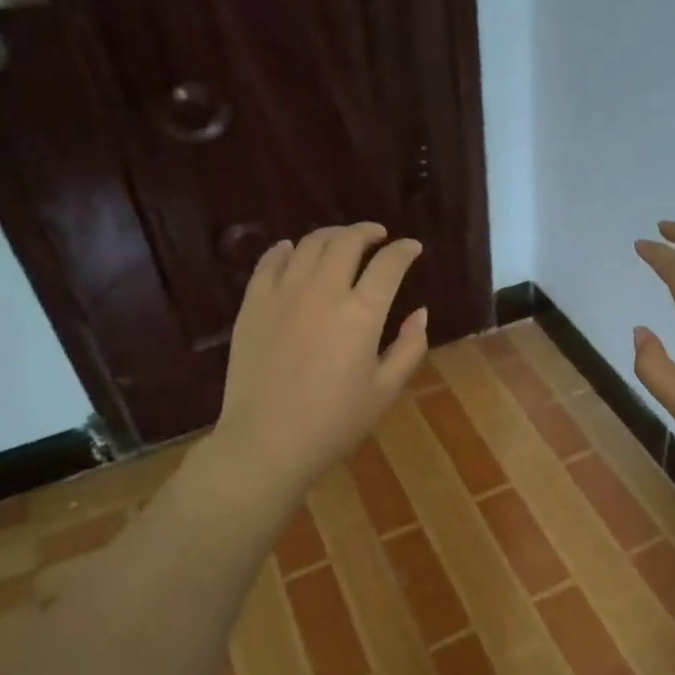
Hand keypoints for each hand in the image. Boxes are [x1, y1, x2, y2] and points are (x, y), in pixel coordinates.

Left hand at [206, 223, 427, 500]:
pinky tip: (293, 251)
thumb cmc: (335, 422)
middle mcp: (324, 291)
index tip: (412, 248)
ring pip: (310, 244)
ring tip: (341, 241)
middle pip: (347, 242)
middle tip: (378, 236)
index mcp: (362, 313)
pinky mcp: (254, 303)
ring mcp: (284, 293)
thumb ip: (410, 346)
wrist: (267, 442)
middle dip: (367, 232)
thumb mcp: (386, 389)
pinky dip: (287, 249)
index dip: (404, 250)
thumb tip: (421, 313)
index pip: (389, 264)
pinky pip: (270, 261)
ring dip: (332, 235)